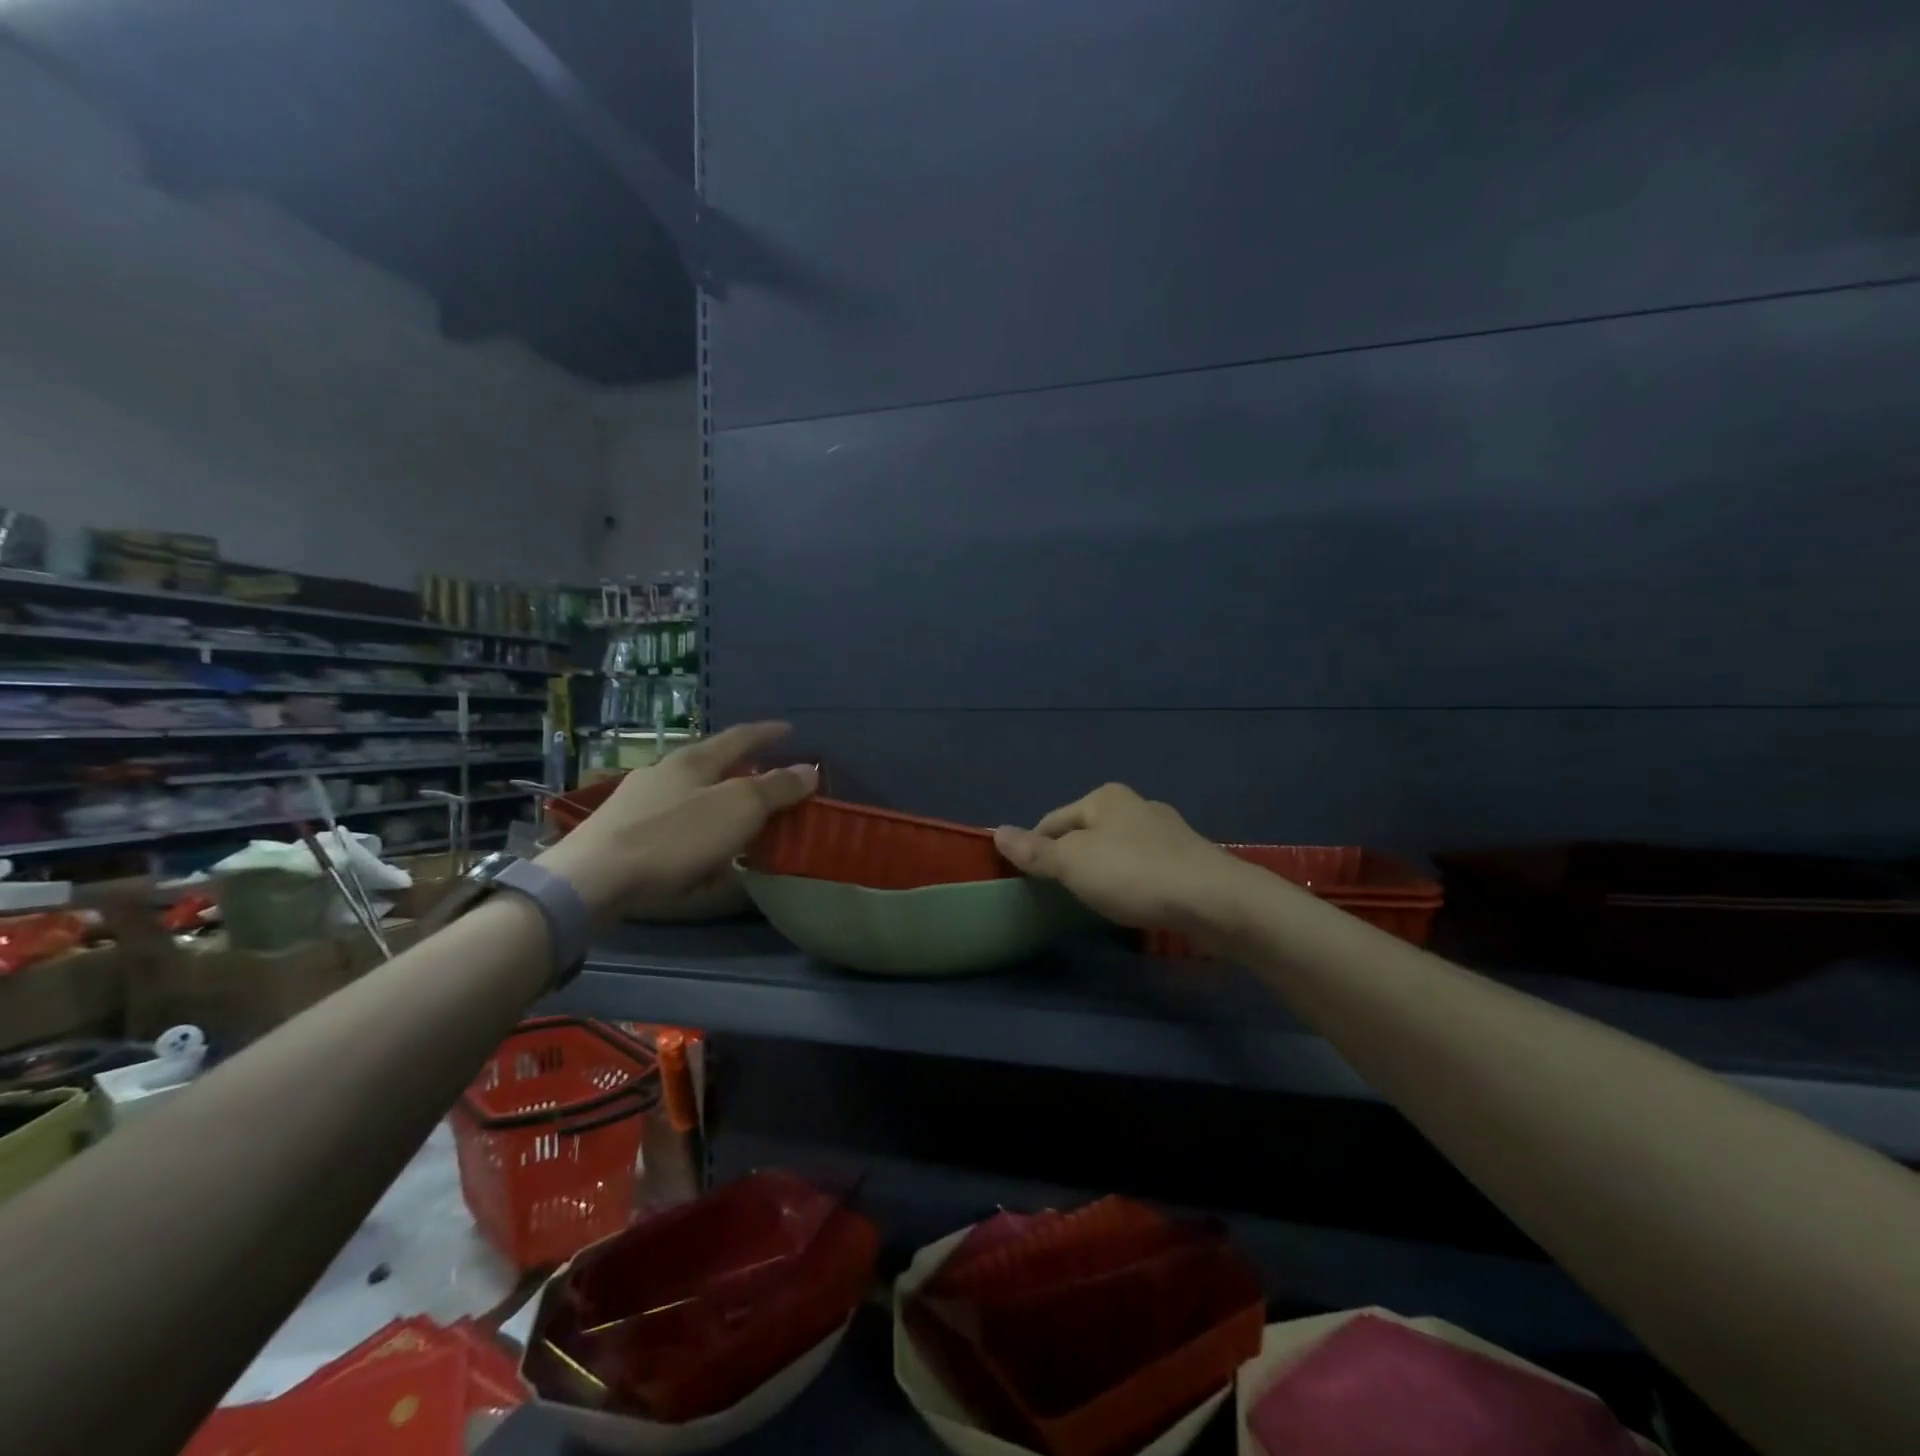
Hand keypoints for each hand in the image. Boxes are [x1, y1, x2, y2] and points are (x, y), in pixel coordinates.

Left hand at [536, 722, 816, 920]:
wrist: (591, 880)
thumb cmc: (674, 838)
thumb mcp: (738, 810)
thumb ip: (776, 788)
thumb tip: (810, 768)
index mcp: (693, 760)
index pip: (739, 737)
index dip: (767, 733)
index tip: (790, 729)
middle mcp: (663, 772)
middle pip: (712, 766)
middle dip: (742, 774)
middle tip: (768, 786)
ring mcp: (637, 802)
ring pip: (690, 799)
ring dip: (717, 810)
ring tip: (736, 831)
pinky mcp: (620, 834)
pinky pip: (671, 829)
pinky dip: (694, 838)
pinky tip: (697, 863)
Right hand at [993, 783, 1264, 936]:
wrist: (1215, 900)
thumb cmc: (1134, 875)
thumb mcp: (1073, 863)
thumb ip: (1035, 851)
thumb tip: (997, 831)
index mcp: (1105, 797)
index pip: (1052, 821)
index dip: (1035, 849)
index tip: (1029, 883)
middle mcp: (1136, 804)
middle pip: (1085, 833)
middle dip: (1071, 861)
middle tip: (1062, 896)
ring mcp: (1166, 830)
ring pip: (1116, 850)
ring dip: (1103, 872)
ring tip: (1096, 902)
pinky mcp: (1187, 858)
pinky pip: (1144, 866)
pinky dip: (1131, 882)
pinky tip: (1133, 903)